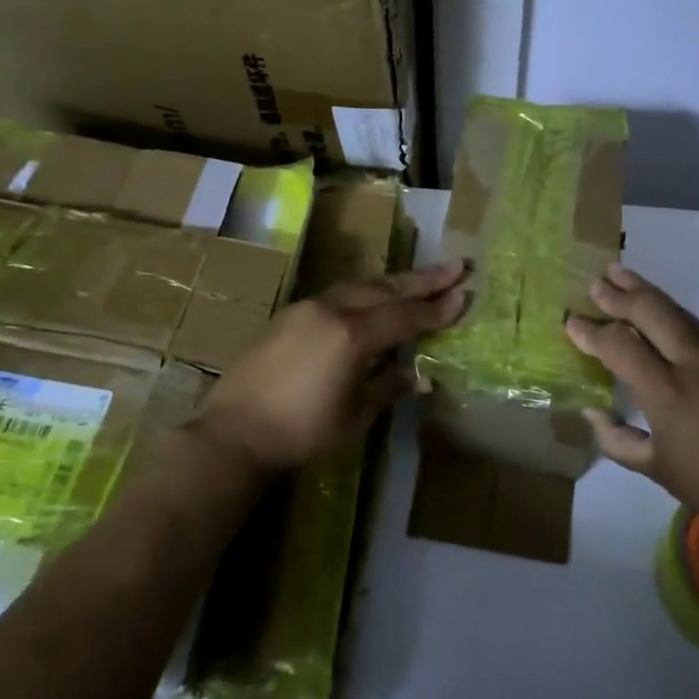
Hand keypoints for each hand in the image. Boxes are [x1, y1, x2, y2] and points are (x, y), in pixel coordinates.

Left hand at [194, 261, 467, 471]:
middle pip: (387, 289)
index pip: (406, 316)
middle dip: (424, 279)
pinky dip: (366, 291)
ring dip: (394, 281)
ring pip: (361, 285)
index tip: (465, 294)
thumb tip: (419, 376)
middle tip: (457, 266)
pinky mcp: (290, 315)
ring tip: (422, 278)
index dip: (437, 308)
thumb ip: (387, 386)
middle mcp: (333, 310)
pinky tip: (374, 297)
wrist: (234, 432)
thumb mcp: (354, 415)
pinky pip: (339, 294)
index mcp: (353, 335)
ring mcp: (308, 308)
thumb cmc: (301, 431)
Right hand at [565, 264, 698, 544]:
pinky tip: (658, 309)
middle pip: (651, 311)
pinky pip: (694, 324)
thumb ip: (617, 439)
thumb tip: (593, 411)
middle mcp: (693, 364)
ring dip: (646, 290)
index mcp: (667, 393)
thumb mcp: (657, 471)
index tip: (570, 322)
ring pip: (676, 311)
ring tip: (621, 274)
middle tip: (594, 282)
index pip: (620, 345)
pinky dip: (669, 309)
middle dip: (619, 294)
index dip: (591, 332)